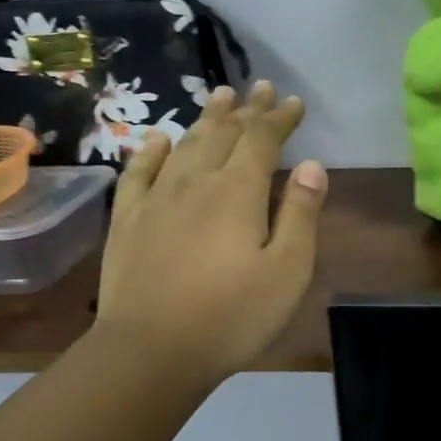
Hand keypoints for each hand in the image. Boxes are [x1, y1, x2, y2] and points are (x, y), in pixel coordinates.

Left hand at [93, 81, 326, 386]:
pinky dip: (152, 150)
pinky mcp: (128, 220)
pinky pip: (139, 172)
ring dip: (206, 118)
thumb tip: (312, 165)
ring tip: (220, 97)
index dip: (280, 118)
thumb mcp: (288, 270)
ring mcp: (157, 198)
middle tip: (260, 87)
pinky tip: (158, 138)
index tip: (294, 102)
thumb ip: (300, 213)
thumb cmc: (232, 315)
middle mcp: (196, 182)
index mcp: (238, 191)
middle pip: (224, 133)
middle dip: (247, 109)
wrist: (150, 352)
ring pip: (185, 144)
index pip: (263, 140)